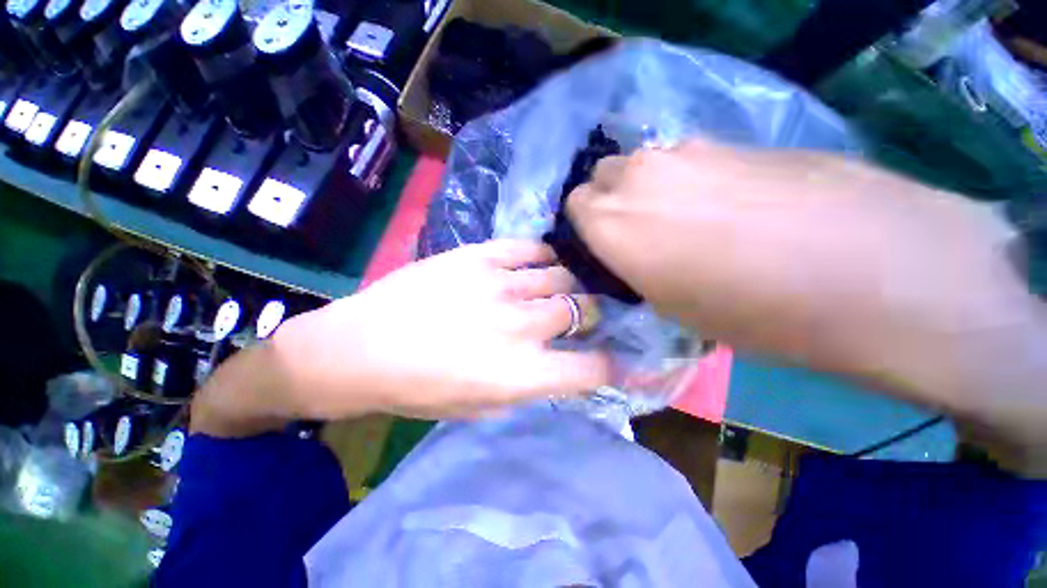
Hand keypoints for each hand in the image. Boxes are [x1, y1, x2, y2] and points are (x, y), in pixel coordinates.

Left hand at [201, 240, 609, 426]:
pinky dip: (543, 257)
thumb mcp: (482, 407)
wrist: (363, 347)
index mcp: (522, 373)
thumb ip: (529, 384)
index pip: (592, 370)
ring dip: (566, 286)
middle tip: (577, 316)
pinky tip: (538, 265)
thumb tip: (560, 363)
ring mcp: (502, 285)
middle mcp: (521, 326)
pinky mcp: (481, 256)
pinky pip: (531, 248)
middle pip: (582, 311)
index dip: (613, 366)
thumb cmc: (421, 389)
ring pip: (562, 277)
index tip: (616, 359)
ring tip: (555, 289)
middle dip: (588, 315)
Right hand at [567, 140, 1046, 471]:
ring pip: (642, 164)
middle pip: (602, 177)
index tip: (603, 247)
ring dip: (648, 189)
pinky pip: (685, 158)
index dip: (586, 227)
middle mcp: (638, 177)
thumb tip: (625, 251)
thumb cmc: (751, 311)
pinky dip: (687, 178)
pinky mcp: (732, 140)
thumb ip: (631, 265)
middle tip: (639, 233)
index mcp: (611, 223)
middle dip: (610, 202)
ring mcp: (687, 150)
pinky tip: (724, 204)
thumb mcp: (668, 306)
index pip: (574, 206)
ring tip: (685, 220)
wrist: (871, 272)